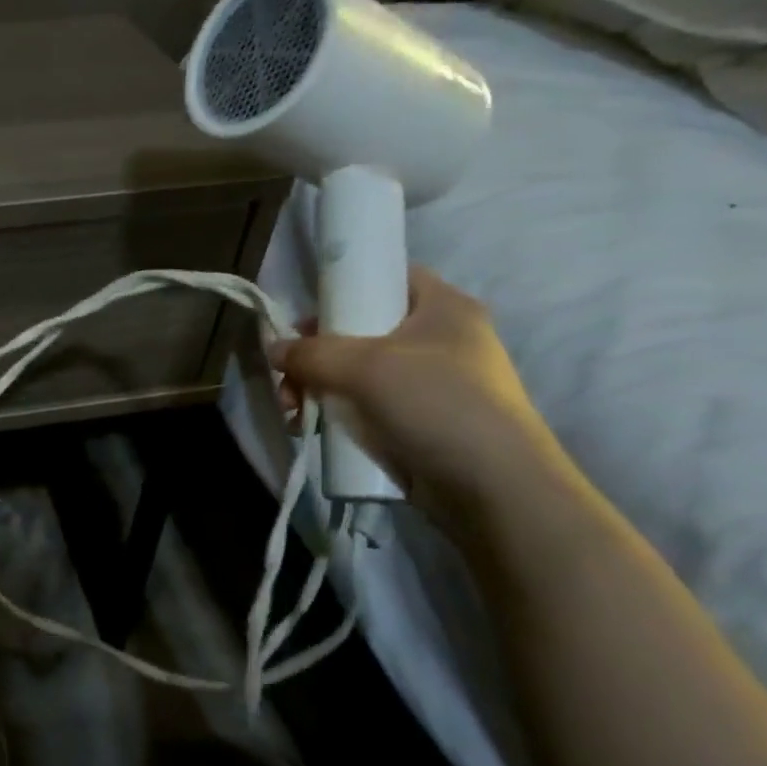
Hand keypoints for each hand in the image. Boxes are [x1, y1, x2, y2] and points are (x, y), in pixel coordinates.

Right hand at [269, 266, 566, 526]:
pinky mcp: (418, 421)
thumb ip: (311, 352)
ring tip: (293, 411)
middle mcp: (438, 340)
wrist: (492, 488)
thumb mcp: (365, 367)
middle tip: (287, 376)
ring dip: (315, 387)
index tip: (306, 317)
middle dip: (314, 353)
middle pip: (360, 329)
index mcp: (443, 308)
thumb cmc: (436, 404)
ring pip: (355, 372)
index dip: (344, 288)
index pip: (388, 277)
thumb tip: (273, 349)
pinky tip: (308, 427)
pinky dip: (333, 412)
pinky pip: (363, 405)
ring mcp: (429, 383)